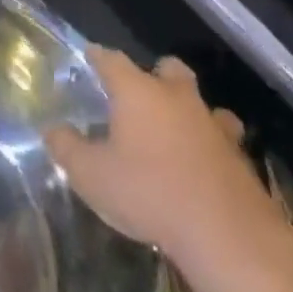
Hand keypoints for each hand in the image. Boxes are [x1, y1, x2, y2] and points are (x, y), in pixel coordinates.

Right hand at [45, 49, 292, 287]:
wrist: (227, 235)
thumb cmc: (149, 193)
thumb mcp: (91, 175)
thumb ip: (66, 148)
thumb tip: (52, 129)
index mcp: (138, 92)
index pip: (113, 60)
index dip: (99, 57)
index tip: (90, 56)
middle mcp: (176, 97)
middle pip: (168, 68)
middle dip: (154, 74)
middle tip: (139, 94)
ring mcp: (213, 124)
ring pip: (202, 102)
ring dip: (188, 110)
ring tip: (174, 130)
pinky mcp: (239, 156)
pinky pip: (222, 137)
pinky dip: (210, 144)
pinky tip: (200, 164)